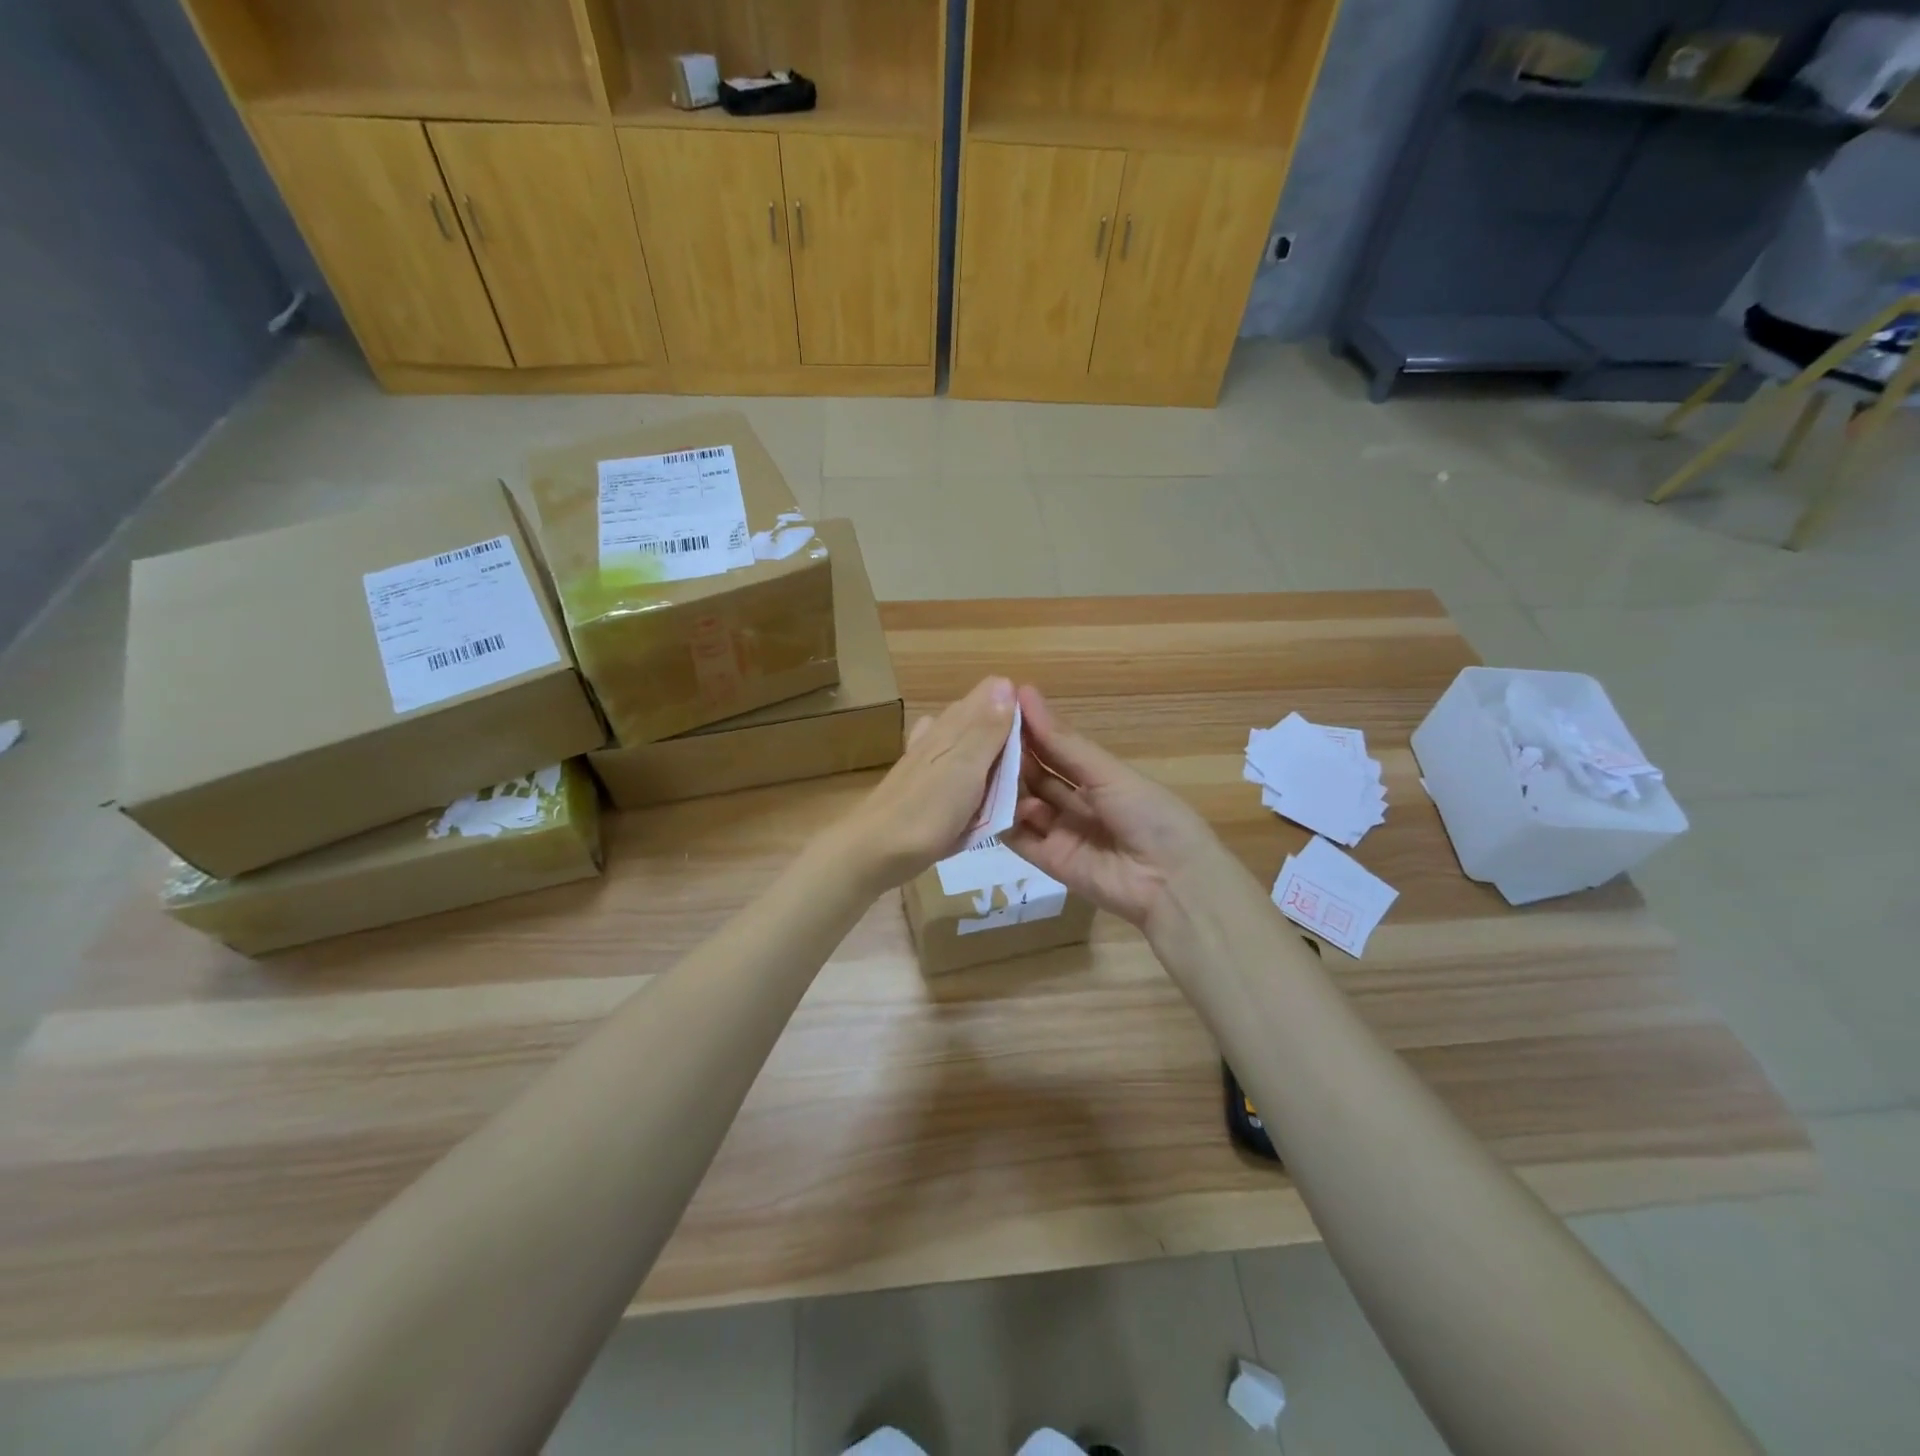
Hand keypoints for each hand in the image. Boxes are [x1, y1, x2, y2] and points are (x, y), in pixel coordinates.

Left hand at [840, 676, 1017, 888]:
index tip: (1039, 738)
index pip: (992, 693)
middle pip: (980, 717)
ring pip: (967, 743)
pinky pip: (954, 770)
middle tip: (1031, 766)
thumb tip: (1006, 682)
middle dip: (1006, 732)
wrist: (875, 851)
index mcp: (955, 725)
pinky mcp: (921, 785)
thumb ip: (986, 729)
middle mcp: (939, 733)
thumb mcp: (966, 767)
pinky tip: (973, 790)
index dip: (1017, 706)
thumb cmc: (927, 810)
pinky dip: (968, 776)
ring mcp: (926, 759)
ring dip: (989, 754)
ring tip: (1008, 781)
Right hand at [1003, 685, 1224, 930]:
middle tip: (980, 737)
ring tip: (981, 767)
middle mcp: (1077, 802)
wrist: (1171, 881)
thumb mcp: (1106, 772)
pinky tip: (989, 802)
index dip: (1029, 730)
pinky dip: (1004, 821)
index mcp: (1098, 777)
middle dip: (1012, 757)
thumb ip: (1062, 741)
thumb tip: (1025, 693)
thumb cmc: (1148, 814)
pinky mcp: (1050, 861)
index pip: (1055, 748)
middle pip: (1036, 775)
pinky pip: (1020, 839)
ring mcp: (1062, 832)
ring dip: (1005, 787)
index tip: (997, 706)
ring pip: (1024, 804)